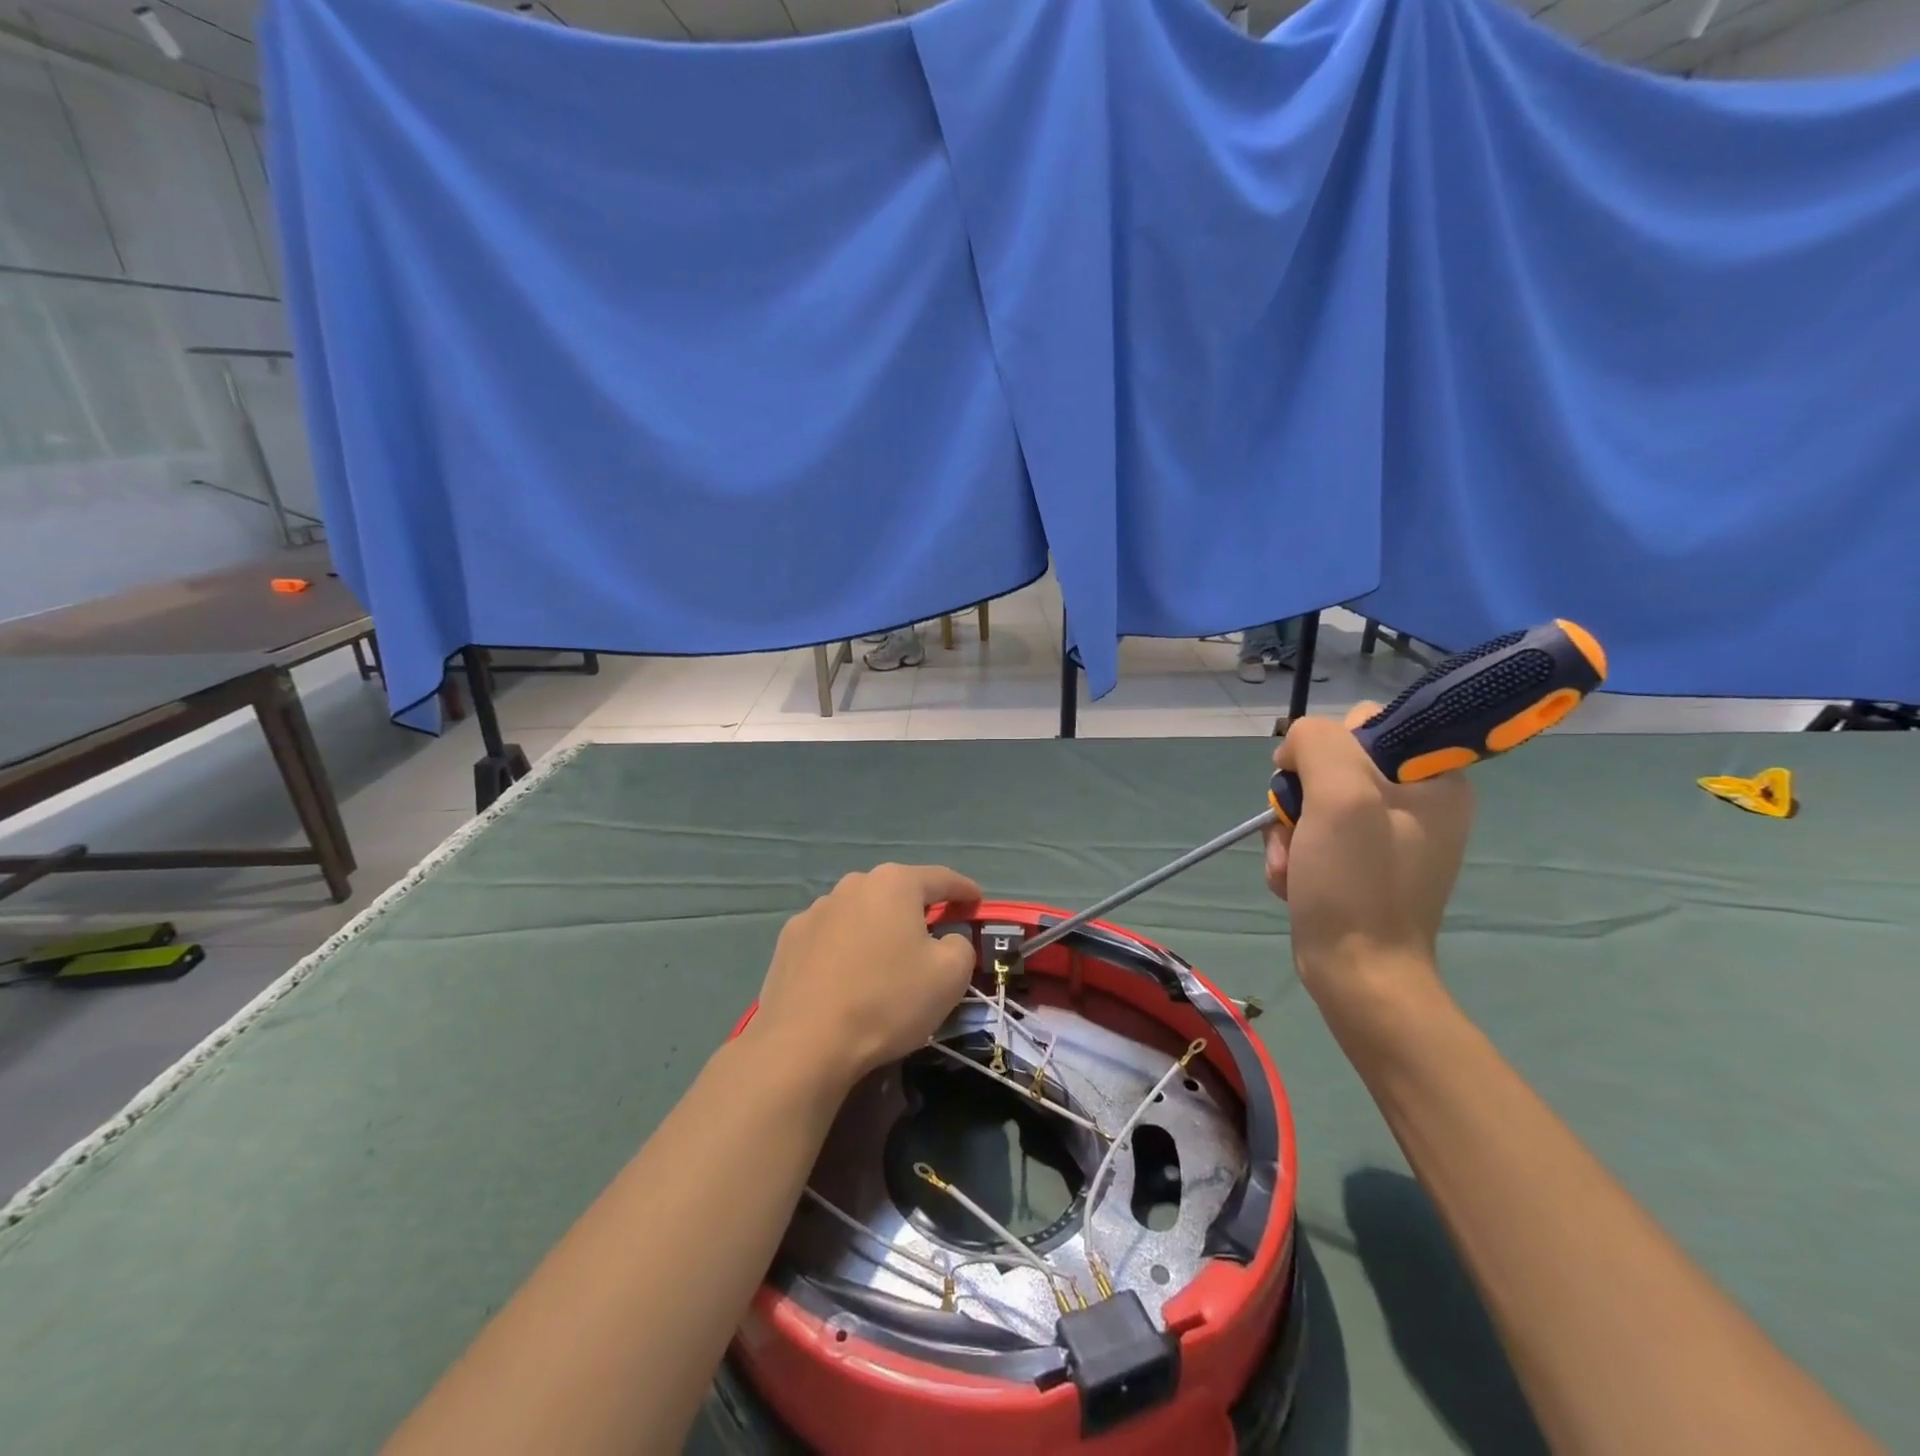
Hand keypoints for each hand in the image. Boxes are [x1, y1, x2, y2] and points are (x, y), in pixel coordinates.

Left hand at [750, 863, 980, 1086]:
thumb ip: (960, 945)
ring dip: (878, 928)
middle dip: (918, 910)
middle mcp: (852, 885)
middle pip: (897, 892)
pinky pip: (831, 937)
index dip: (964, 890)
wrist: (804, 1043)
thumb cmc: (887, 1000)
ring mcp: (815, 910)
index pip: (941, 879)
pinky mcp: (789, 940)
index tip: (976, 902)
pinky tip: (847, 977)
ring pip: (861, 913)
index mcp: (894, 884)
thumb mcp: (950, 975)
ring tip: (886, 962)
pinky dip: (846, 948)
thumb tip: (946, 940)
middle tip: (934, 936)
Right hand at [1263, 704, 1473, 1000]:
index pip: (1366, 723)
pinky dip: (1293, 856)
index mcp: (1433, 777)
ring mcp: (1385, 836)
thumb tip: (1296, 748)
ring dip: (1289, 832)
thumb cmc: (1357, 883)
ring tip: (1294, 866)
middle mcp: (1416, 801)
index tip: (1313, 781)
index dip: (1328, 746)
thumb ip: (1318, 743)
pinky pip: (1313, 836)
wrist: (1358, 974)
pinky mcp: (1360, 865)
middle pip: (1330, 764)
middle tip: (1300, 830)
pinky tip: (1294, 881)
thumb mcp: (1340, 795)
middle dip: (1299, 797)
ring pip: (1312, 802)